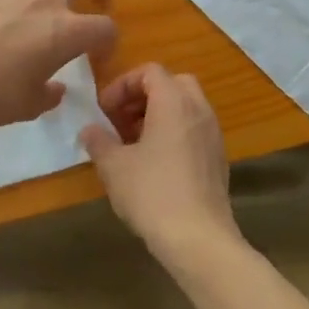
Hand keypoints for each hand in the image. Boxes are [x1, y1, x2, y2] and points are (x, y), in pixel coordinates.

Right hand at [81, 65, 243, 265]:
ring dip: (158, 115)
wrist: (198, 237)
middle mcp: (199, 110)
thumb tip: (89, 130)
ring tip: (133, 144)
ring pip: (186, 107)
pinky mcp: (218, 158)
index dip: (122, 85)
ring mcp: (213, 134)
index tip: (104, 110)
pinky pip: (194, 130)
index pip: (150, 71)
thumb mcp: (114, 166)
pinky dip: (174, 133)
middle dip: (143, 96)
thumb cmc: (152, 193)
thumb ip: (99, 141)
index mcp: (174, 102)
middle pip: (173, 83)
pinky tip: (155, 164)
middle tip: (120, 121)